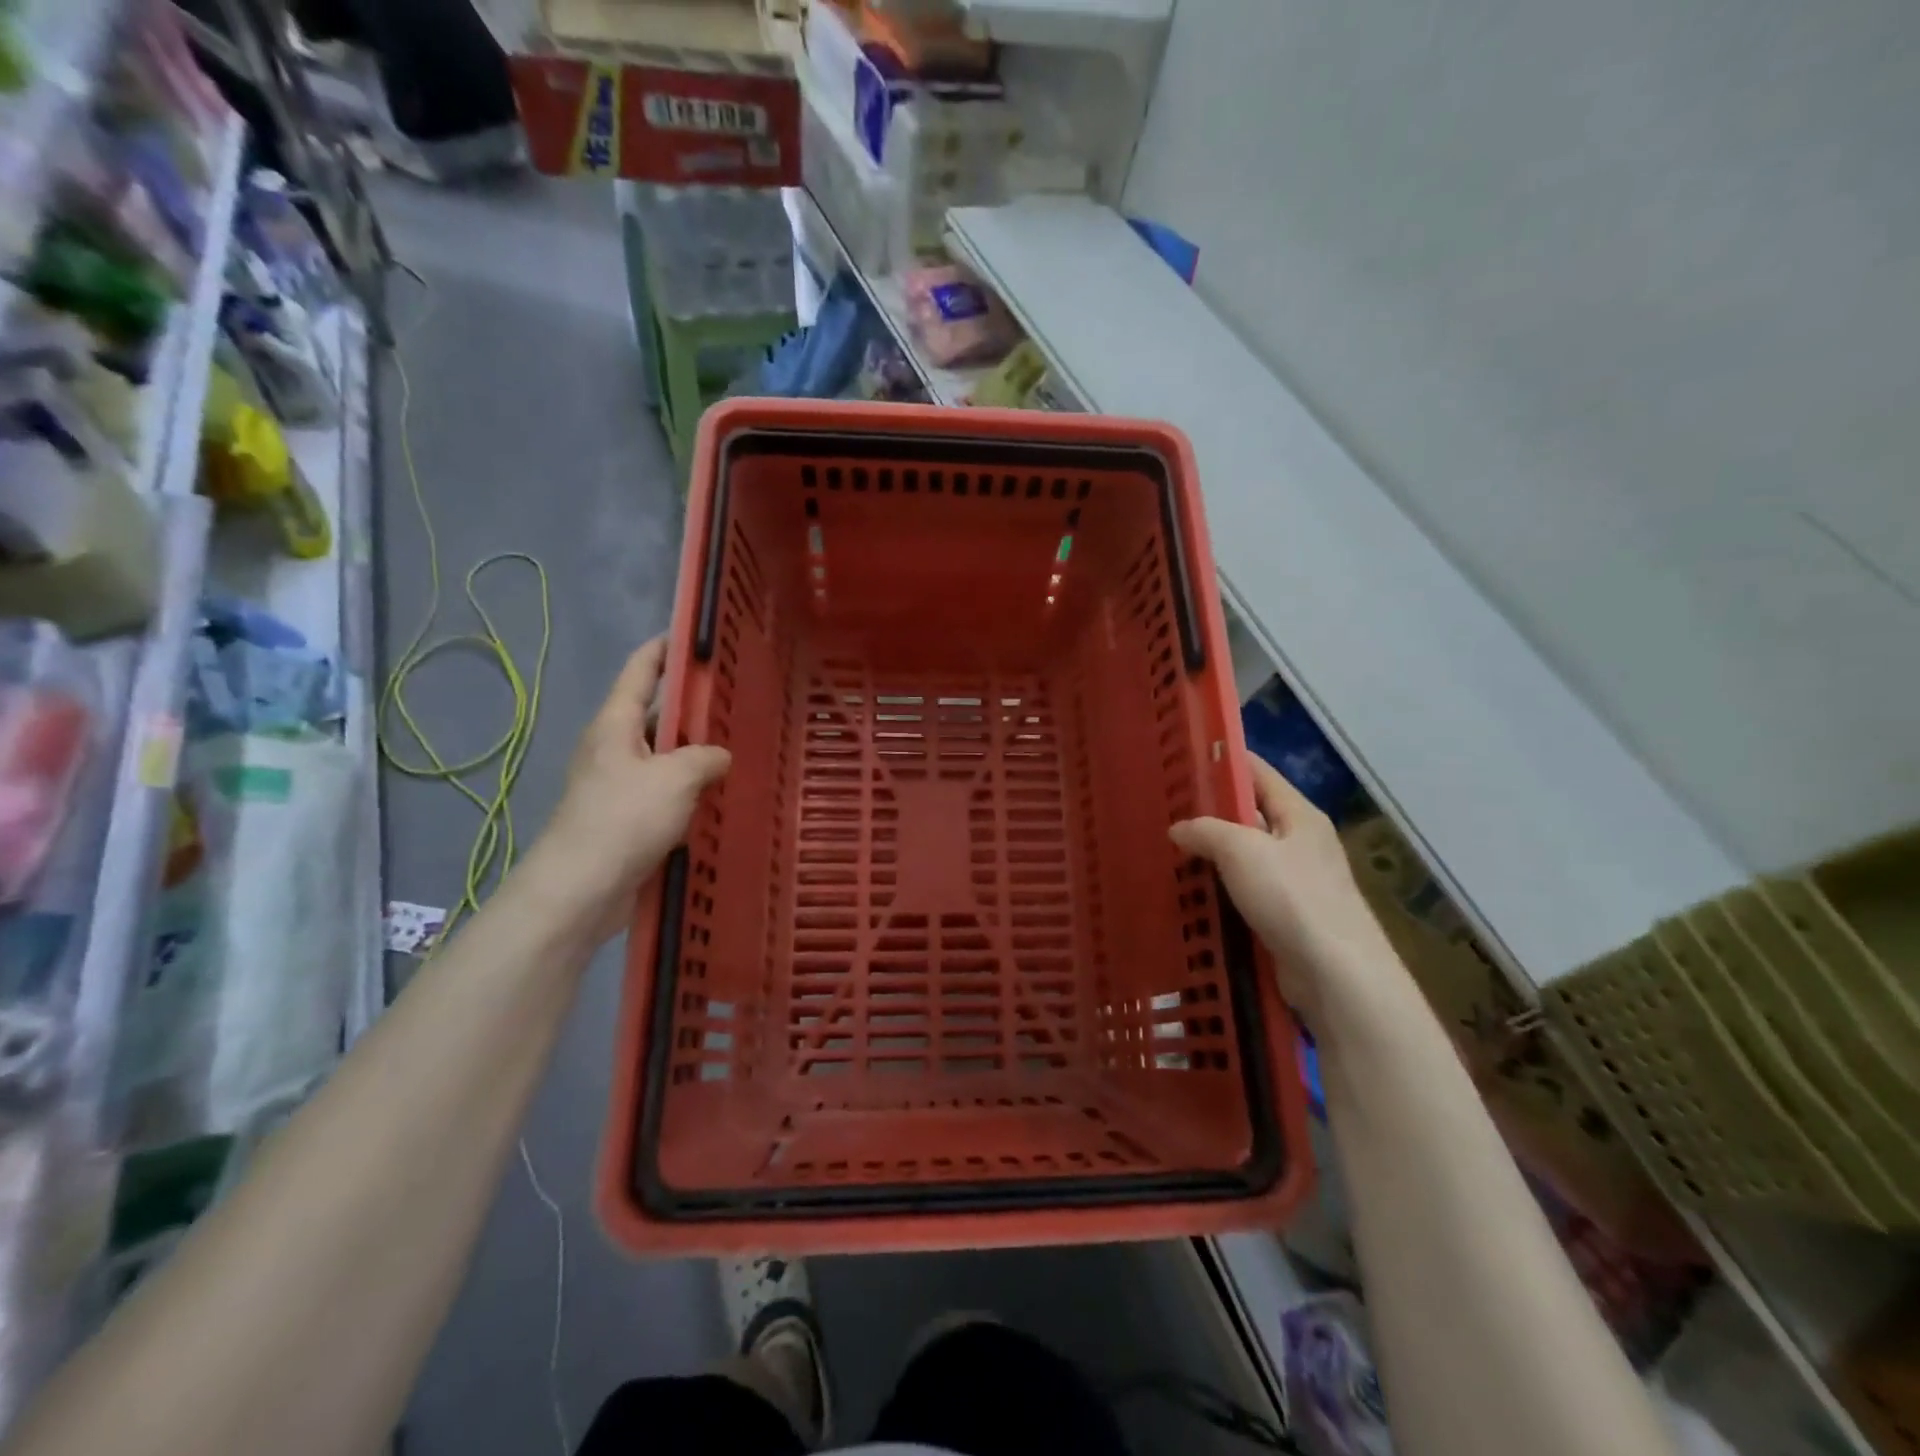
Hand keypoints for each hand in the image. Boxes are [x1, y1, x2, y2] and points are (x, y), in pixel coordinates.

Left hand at [537, 637, 730, 940]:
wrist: (580, 889)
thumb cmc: (623, 819)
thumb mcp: (676, 778)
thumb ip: (705, 757)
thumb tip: (718, 756)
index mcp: (616, 724)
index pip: (640, 670)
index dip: (665, 648)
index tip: (694, 635)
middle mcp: (614, 747)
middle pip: (657, 714)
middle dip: (693, 705)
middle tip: (737, 698)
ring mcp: (619, 784)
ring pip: (664, 756)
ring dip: (695, 752)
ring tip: (739, 746)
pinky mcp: (627, 818)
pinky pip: (665, 791)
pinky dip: (690, 788)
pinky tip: (720, 795)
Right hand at [1170, 755, 1396, 1029]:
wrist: (1335, 973)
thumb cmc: (1292, 897)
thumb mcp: (1241, 850)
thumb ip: (1206, 830)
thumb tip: (1179, 829)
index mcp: (1299, 815)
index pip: (1258, 772)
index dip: (1223, 761)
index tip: (1184, 759)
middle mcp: (1300, 842)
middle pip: (1249, 815)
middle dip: (1209, 813)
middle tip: (1164, 810)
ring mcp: (1295, 881)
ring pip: (1243, 857)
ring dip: (1210, 856)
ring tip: (1167, 852)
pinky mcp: (1286, 916)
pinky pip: (1244, 892)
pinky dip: (1219, 890)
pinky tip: (1189, 893)